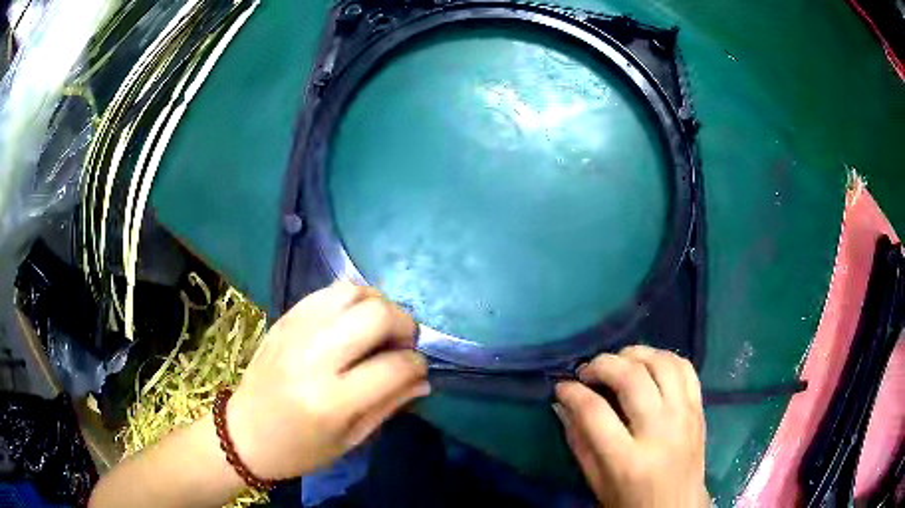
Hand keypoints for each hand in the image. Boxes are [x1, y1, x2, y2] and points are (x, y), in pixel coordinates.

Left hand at [227, 280, 429, 479]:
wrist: (243, 433)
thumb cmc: (299, 449)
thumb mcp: (350, 440)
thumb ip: (390, 405)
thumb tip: (423, 378)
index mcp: (332, 401)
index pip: (395, 366)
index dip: (418, 365)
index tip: (418, 370)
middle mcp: (314, 358)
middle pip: (377, 315)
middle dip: (405, 326)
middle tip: (404, 344)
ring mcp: (296, 331)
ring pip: (353, 292)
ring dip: (378, 305)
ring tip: (379, 329)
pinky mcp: (285, 319)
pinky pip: (328, 292)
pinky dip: (351, 300)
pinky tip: (352, 321)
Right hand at [555, 346, 708, 507]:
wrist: (677, 506)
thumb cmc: (630, 501)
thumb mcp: (596, 481)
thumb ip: (580, 441)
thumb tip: (564, 403)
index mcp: (628, 460)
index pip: (595, 412)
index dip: (573, 392)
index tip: (562, 387)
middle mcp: (660, 432)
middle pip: (631, 379)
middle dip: (601, 365)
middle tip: (586, 371)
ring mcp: (685, 416)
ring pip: (661, 364)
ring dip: (634, 354)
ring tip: (617, 362)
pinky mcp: (698, 409)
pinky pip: (685, 368)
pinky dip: (663, 357)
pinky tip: (647, 364)